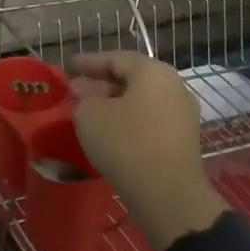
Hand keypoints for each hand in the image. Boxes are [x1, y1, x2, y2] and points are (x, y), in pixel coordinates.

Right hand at [67, 52, 226, 250]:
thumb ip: (84, 98)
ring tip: (87, 112)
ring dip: (112, 103)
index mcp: (152, 72)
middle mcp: (173, 86)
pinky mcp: (180, 139)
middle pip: (131, 78)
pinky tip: (108, 131)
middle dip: (100, 83)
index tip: (68, 66)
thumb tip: (89, 96)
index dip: (88, 62)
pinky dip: (126, 119)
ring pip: (140, 100)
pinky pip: (148, 119)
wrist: (167, 192)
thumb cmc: (125, 143)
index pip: (115, 58)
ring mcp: (181, 114)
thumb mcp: (90, 115)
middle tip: (74, 91)